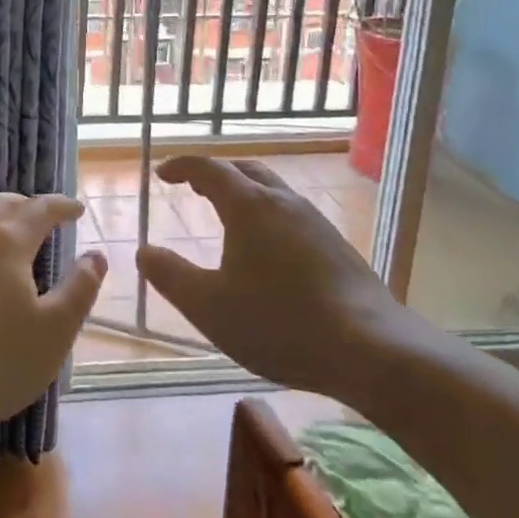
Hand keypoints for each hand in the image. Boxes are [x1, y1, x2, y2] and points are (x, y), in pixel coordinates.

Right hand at [137, 157, 408, 398]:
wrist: (374, 351)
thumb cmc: (280, 323)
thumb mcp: (208, 306)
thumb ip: (170, 276)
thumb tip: (144, 252)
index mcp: (248, 206)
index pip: (209, 168)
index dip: (181, 166)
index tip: (162, 174)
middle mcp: (283, 203)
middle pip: (244, 170)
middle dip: (215, 173)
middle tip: (193, 187)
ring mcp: (316, 223)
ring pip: (272, 191)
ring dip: (244, 192)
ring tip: (227, 215)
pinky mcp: (338, 248)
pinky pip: (292, 214)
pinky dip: (267, 215)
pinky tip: (268, 250)